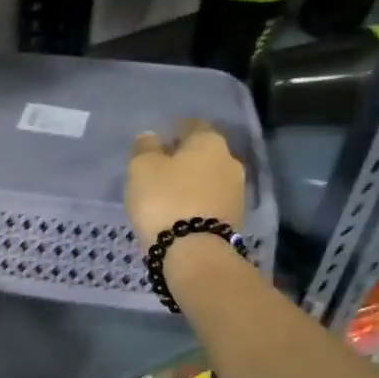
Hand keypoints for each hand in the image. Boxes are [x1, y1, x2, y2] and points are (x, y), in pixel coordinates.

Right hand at [126, 120, 246, 252]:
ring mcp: (237, 191)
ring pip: (209, 178)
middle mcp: (230, 161)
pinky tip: (180, 211)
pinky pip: (211, 201)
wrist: (194, 252)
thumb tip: (151, 137)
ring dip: (192, 182)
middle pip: (204, 153)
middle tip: (161, 169)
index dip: (175, 130)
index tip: (159, 141)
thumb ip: (145, 148)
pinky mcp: (235, 218)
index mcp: (209, 141)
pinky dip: (197, 202)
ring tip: (168, 194)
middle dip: (185, 158)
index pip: (193, 125)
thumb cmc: (165, 200)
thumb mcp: (142, 168)